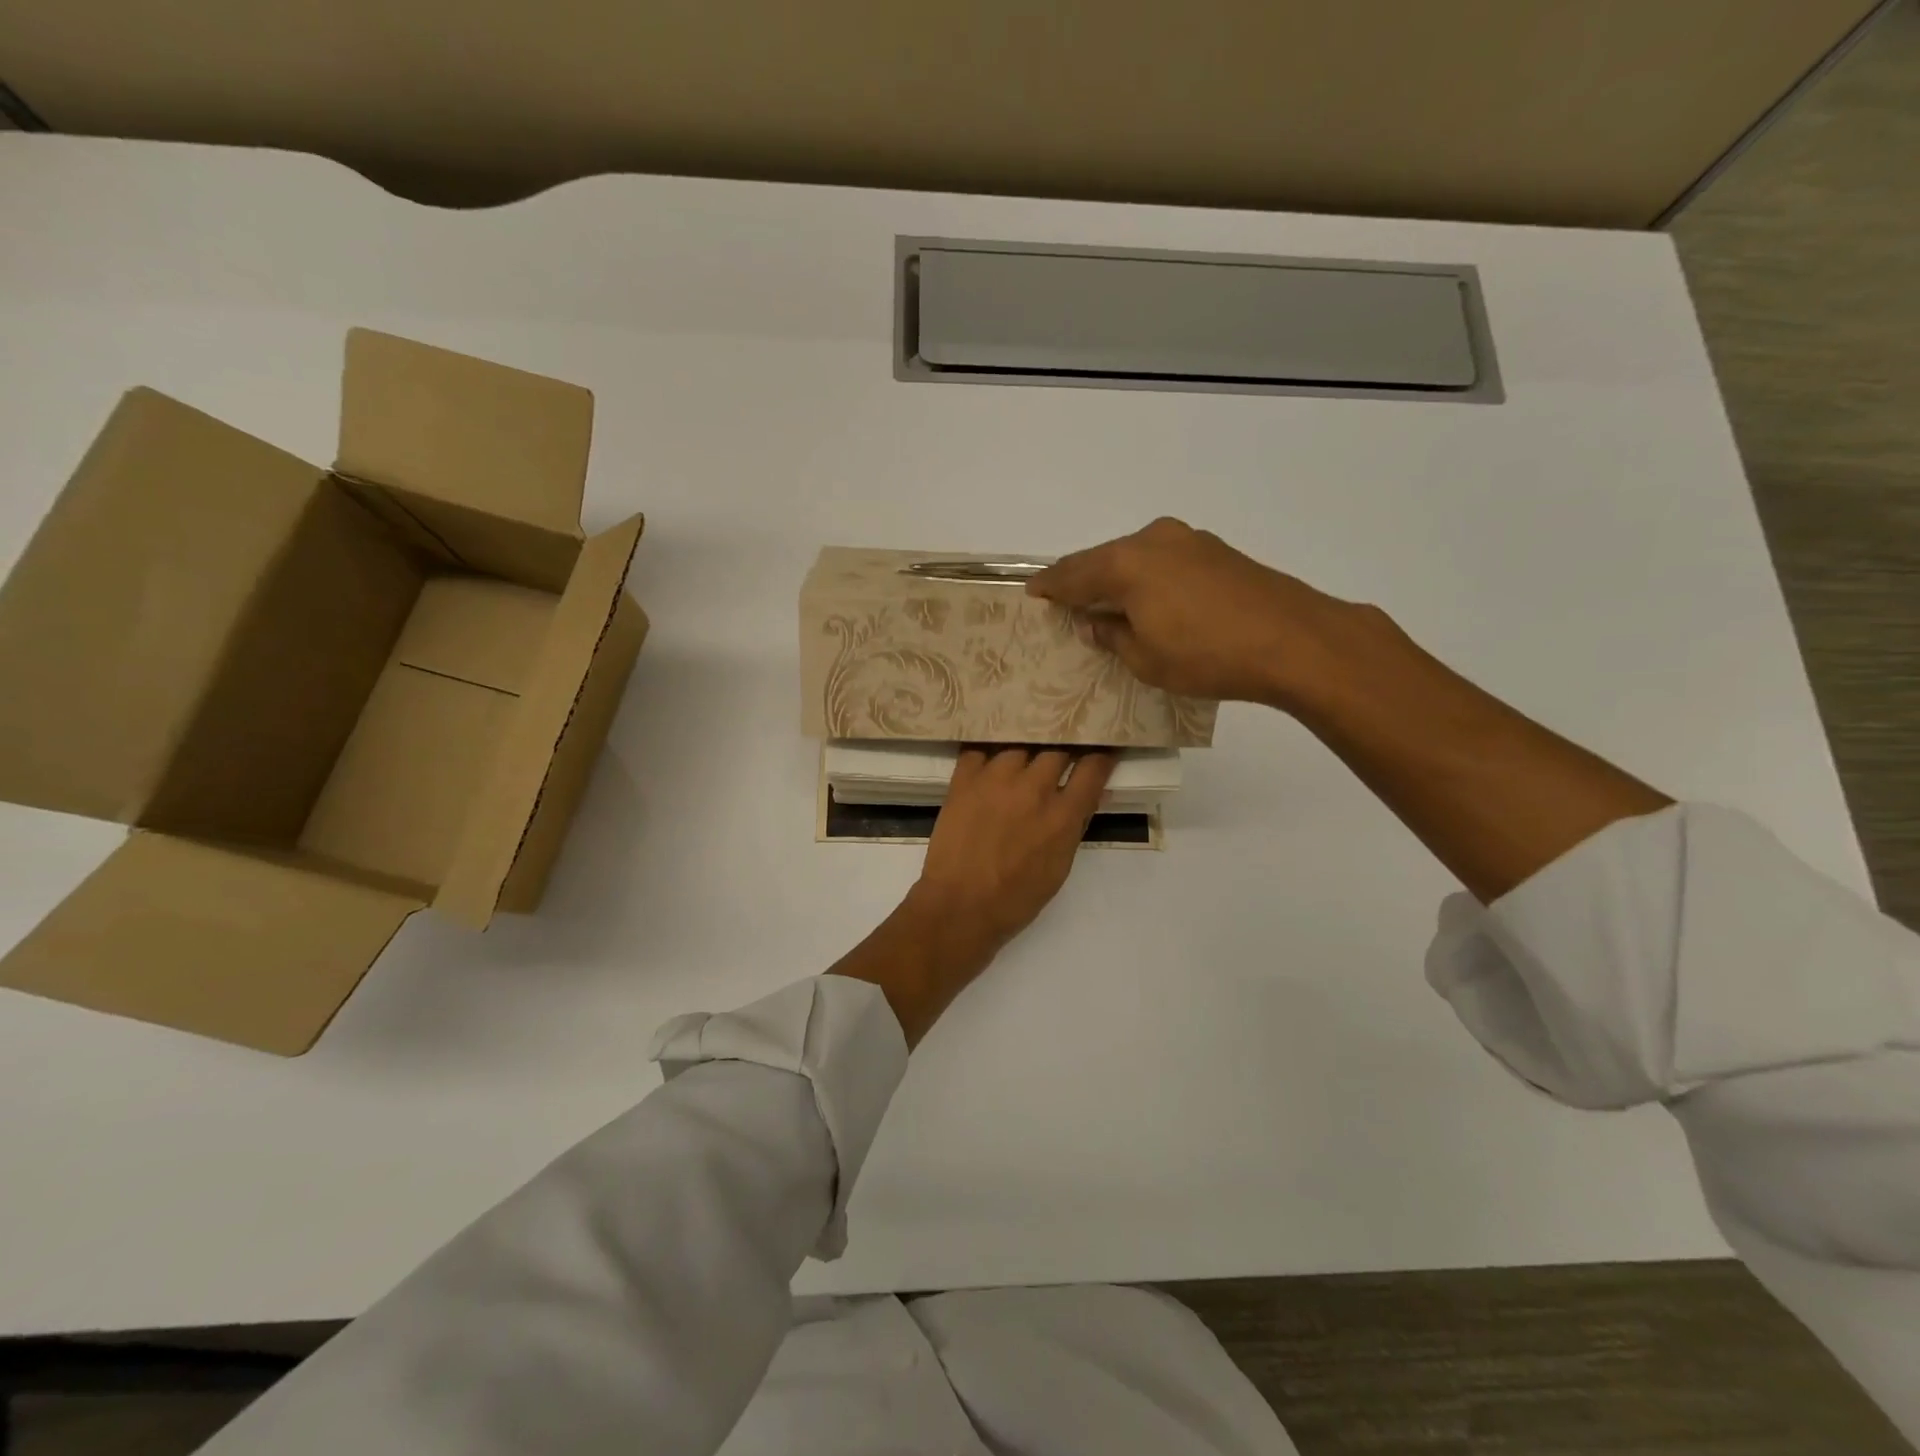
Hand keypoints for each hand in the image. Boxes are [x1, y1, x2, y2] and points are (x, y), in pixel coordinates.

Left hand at [830, 748, 1114, 1045]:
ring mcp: (996, 778)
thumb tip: (1086, 798)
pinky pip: (980, 748)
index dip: (1101, 755)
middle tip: (1061, 754)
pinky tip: (990, 758)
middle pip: (1057, 748)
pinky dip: (988, 752)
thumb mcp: (1059, 867)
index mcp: (1062, 815)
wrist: (959, 907)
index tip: (1102, 749)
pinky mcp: (964, 779)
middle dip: (1063, 750)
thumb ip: (1073, 826)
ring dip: (1025, 751)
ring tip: (1023, 757)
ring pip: (1020, 744)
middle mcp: (1033, 788)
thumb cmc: (1016, 899)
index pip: (1093, 767)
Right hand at [1027, 516, 1369, 710]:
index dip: (1050, 587)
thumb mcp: (1145, 659)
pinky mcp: (1216, 549)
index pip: (1072, 573)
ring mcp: (1188, 540)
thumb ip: (1111, 636)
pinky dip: (1147, 577)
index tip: (1033, 595)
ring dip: (1117, 579)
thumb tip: (1094, 622)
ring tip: (1106, 604)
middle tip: (1066, 602)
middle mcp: (1152, 540)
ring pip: (1135, 557)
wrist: (1294, 640)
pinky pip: (1164, 560)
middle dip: (1083, 581)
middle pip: (1103, 559)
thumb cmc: (1207, 656)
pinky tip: (1149, 599)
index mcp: (1125, 564)